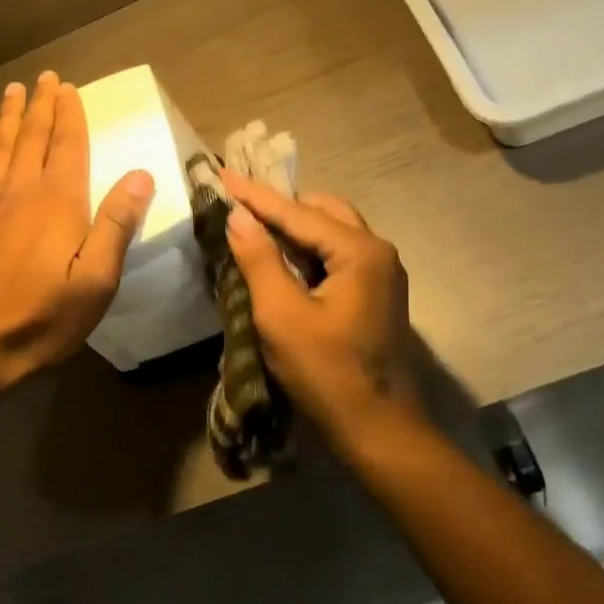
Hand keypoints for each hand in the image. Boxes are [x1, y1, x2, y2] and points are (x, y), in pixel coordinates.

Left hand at [0, 71, 154, 398]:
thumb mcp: (94, 281)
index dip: (70, 115)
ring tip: (13, 92)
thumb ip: (115, 225)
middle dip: (41, 106)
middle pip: (33, 137)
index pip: (67, 145)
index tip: (69, 87)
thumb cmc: (39, 316)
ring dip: (12, 117)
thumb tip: (141, 175)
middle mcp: (22, 191)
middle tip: (44, 77)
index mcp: (57, 201)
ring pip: (4, 147)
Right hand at [220, 171, 420, 447]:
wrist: (380, 430)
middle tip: (239, 204)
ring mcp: (382, 272)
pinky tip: (283, 258)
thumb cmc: (327, 373)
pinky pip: (337, 253)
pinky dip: (308, 248)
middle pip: (321, 211)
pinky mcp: (377, 291)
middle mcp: (377, 251)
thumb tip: (238, 215)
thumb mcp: (282, 316)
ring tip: (255, 226)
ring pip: (331, 230)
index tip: (222, 173)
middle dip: (279, 206)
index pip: (298, 212)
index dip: (256, 195)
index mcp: (360, 251)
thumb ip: (259, 259)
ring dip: (294, 227)